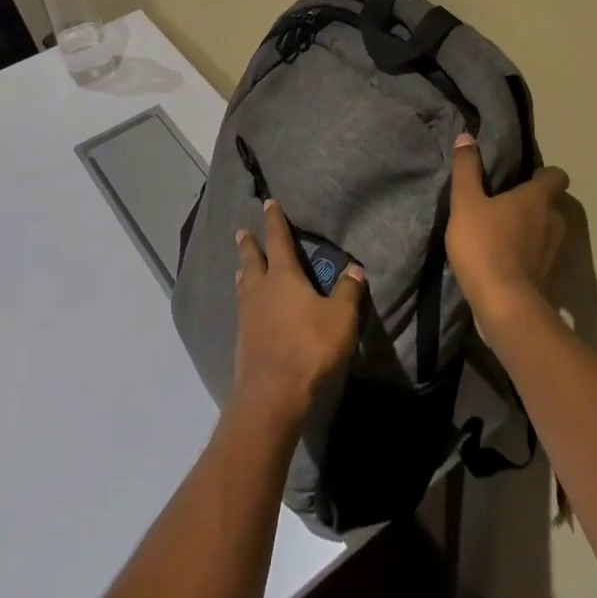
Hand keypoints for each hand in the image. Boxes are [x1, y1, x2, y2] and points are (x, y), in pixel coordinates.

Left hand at [231, 199, 365, 431]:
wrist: (273, 394)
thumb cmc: (310, 347)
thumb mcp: (341, 317)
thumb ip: (348, 291)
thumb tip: (355, 268)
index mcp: (283, 277)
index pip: (278, 241)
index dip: (275, 221)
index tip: (268, 204)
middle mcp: (260, 290)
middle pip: (252, 260)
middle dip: (249, 244)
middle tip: (243, 231)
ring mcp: (247, 316)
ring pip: (244, 285)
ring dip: (244, 271)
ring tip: (241, 266)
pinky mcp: (242, 340)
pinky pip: (243, 309)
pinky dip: (245, 299)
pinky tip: (248, 307)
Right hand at [446, 133, 569, 322]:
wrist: (504, 305)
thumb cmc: (484, 246)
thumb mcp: (466, 203)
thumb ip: (466, 170)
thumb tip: (467, 137)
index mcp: (537, 199)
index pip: (556, 177)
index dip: (545, 175)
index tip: (526, 177)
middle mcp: (553, 222)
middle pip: (551, 206)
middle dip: (534, 204)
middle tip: (507, 205)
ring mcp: (554, 253)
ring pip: (547, 232)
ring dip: (531, 231)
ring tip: (504, 234)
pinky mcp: (549, 278)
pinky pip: (540, 258)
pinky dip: (528, 256)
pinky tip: (505, 261)